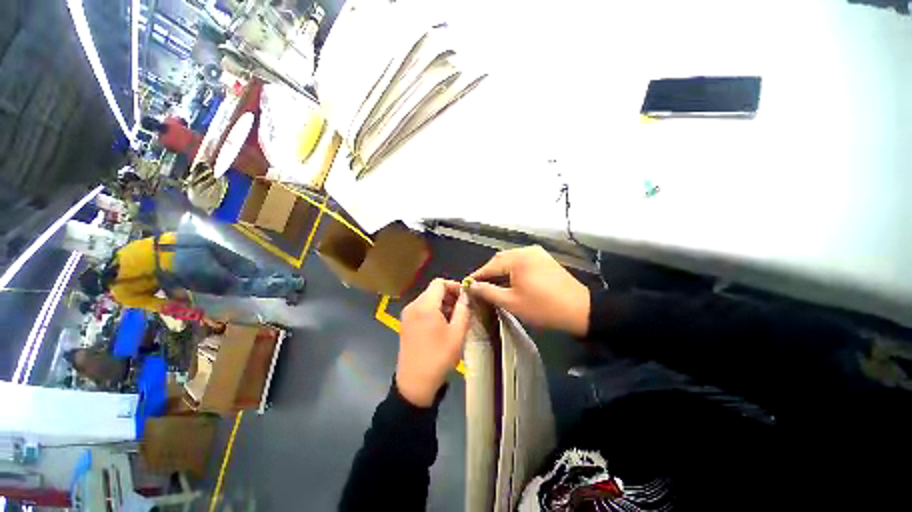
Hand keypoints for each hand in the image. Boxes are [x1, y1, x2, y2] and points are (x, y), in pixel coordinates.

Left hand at [396, 279, 470, 407]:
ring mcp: (407, 315)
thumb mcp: (457, 333)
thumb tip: (465, 295)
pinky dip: (433, 311)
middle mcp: (413, 305)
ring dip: (442, 304)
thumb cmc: (439, 357)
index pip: (439, 283)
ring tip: (454, 318)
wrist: (415, 383)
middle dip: (449, 296)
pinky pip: (421, 309)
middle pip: (432, 290)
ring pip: (427, 300)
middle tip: (462, 309)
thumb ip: (463, 309)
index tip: (465, 296)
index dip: (454, 286)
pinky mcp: (405, 323)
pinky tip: (441, 325)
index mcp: (425, 305)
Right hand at [470, 246, 590, 335]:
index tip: (467, 284)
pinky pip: (522, 260)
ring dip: (500, 270)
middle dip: (489, 272)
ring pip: (511, 259)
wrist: (580, 310)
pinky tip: (511, 280)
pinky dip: (512, 268)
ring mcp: (537, 253)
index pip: (490, 265)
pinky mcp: (544, 258)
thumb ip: (488, 292)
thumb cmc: (543, 308)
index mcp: (517, 259)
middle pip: (500, 259)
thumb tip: (472, 286)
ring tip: (493, 284)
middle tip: (480, 286)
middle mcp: (526, 250)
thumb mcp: (511, 302)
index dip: (477, 275)